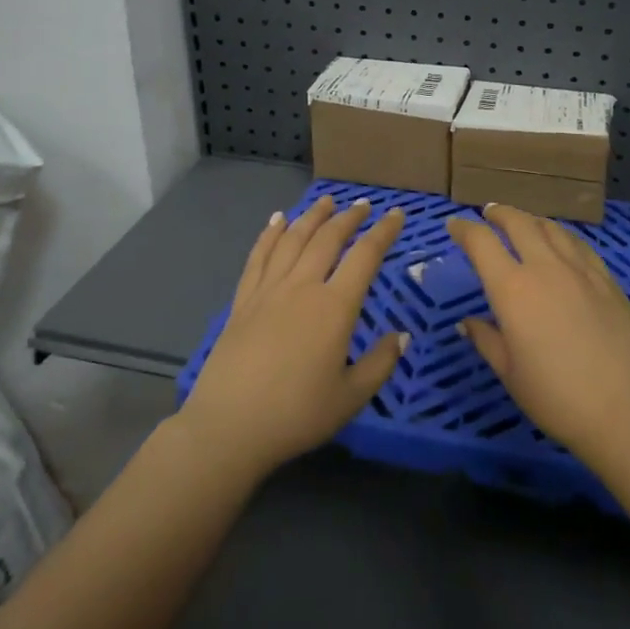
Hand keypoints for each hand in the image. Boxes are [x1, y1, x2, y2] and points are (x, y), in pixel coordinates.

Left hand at [179, 195, 405, 478]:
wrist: (229, 427)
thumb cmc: (297, 414)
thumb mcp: (351, 397)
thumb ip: (380, 363)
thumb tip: (400, 335)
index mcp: (335, 307)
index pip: (365, 257)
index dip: (384, 232)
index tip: (397, 214)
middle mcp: (302, 287)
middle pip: (328, 239)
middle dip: (349, 218)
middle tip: (363, 205)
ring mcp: (268, 290)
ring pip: (293, 239)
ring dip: (312, 216)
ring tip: (326, 201)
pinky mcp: (243, 301)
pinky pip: (259, 256)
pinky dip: (270, 234)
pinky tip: (277, 220)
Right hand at [446, 204, 629, 462]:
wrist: (624, 410)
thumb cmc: (555, 396)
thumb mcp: (509, 373)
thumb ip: (486, 339)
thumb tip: (467, 322)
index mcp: (512, 289)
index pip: (481, 243)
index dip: (464, 229)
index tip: (454, 225)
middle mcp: (545, 268)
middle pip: (519, 223)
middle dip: (499, 213)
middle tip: (488, 212)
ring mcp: (581, 271)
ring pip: (552, 229)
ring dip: (531, 220)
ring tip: (523, 222)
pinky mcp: (608, 281)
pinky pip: (580, 245)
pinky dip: (562, 236)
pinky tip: (562, 243)